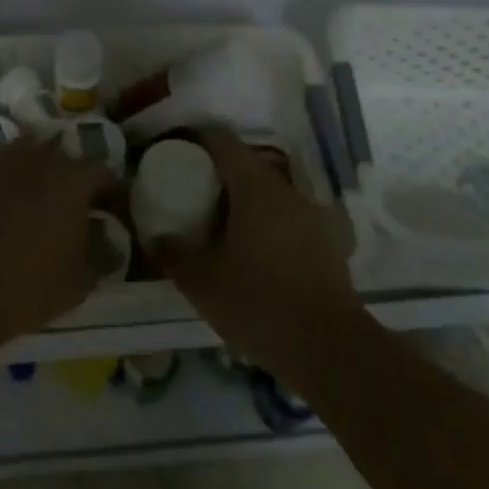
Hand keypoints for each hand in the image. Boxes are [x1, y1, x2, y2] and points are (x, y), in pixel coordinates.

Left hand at [0, 138, 119, 342]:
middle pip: (64, 158)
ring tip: (38, 200)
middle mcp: (38, 161)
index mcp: (72, 179)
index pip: (103, 174)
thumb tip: (107, 236)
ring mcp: (0, 166)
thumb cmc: (33, 283)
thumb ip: (102, 251)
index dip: (113, 193)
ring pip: (26, 156)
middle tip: (76, 207)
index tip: (113, 214)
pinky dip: (6, 186)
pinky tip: (4, 209)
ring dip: (37, 172)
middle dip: (74, 178)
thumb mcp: (83, 278)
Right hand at [151, 128, 360, 372]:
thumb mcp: (203, 282)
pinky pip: (286, 218)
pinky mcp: (326, 242)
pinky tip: (252, 252)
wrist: (331, 350)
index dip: (195, 137)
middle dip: (217, 172)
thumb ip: (174, 254)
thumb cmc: (260, 303)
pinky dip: (265, 223)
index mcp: (254, 185)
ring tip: (218, 224)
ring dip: (243, 200)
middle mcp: (286, 190)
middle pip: (246, 164)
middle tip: (190, 192)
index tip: (174, 148)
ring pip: (268, 192)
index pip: (221, 140)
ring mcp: (311, 215)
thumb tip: (156, 238)